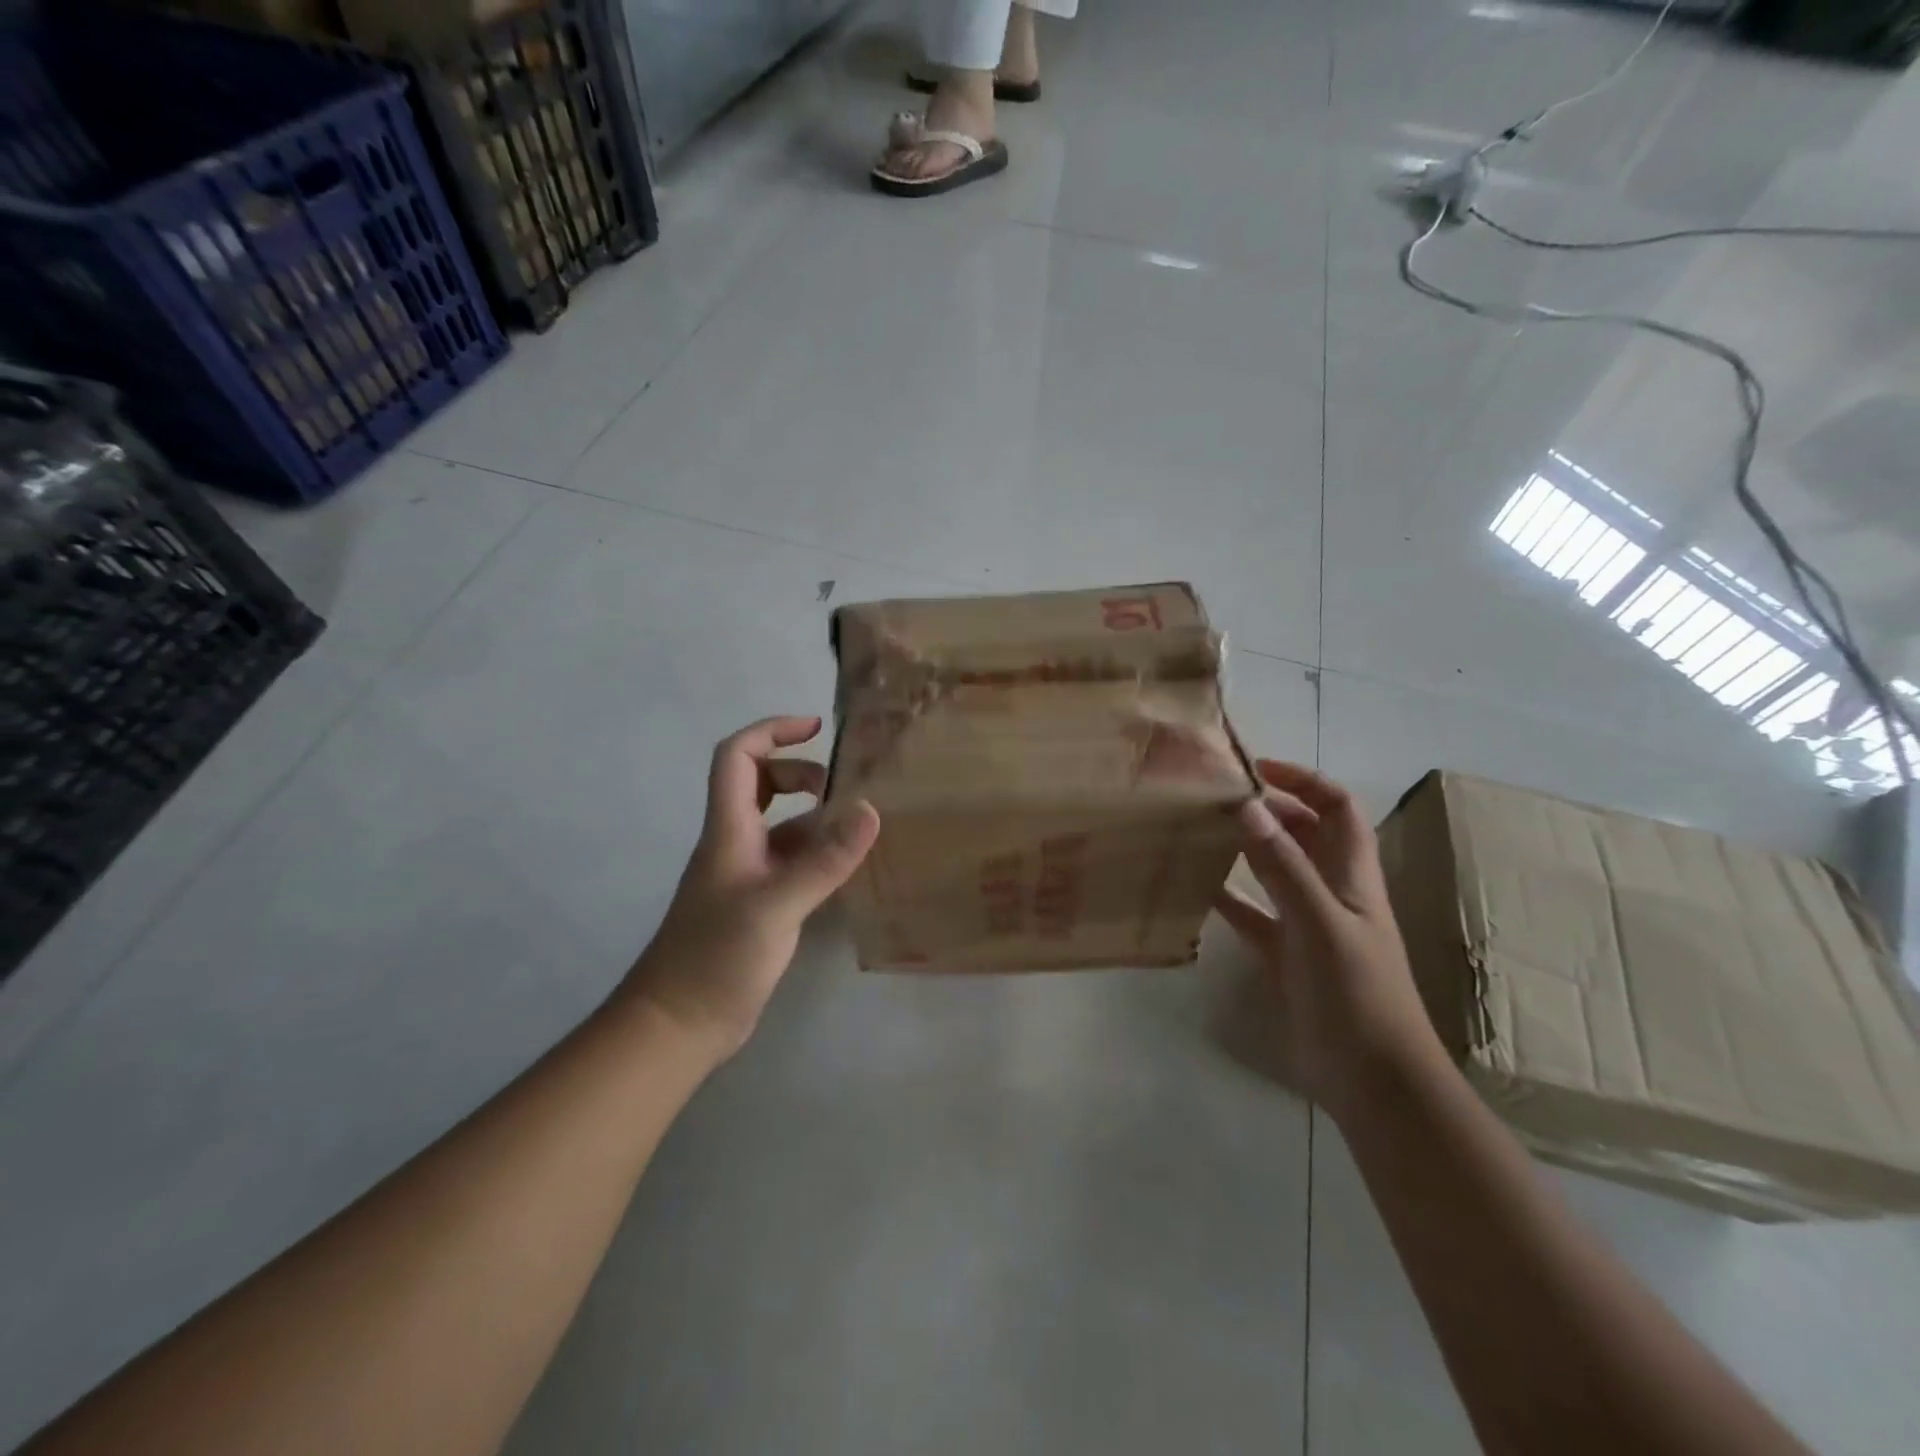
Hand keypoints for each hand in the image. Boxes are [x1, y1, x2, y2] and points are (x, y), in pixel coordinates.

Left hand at [623, 716, 879, 1059]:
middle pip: (759, 783)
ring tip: (859, 828)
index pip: (738, 757)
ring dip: (815, 817)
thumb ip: (824, 860)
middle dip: (800, 773)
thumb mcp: (776, 905)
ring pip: (780, 826)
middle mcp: (735, 843)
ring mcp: (745, 875)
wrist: (679, 1025)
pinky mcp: (758, 905)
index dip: (772, 732)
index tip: (816, 728)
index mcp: (728, 830)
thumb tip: (871, 808)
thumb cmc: (716, 958)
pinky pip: (792, 862)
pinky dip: (818, 855)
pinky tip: (848, 869)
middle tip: (843, 790)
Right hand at [1213, 760, 1443, 1119]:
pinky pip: (1254, 914)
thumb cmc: (1356, 993)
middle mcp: (1331, 891)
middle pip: (1305, 834)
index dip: (1305, 781)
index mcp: (1352, 876)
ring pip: (1277, 871)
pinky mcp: (1286, 955)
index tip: (1257, 769)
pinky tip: (1197, 888)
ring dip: (1248, 849)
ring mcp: (1308, 924)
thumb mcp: (1319, 923)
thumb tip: (1247, 806)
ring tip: (1203, 830)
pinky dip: (1230, 897)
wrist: (1371, 1077)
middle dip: (1270, 809)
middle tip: (1218, 798)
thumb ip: (1283, 866)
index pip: (1337, 809)